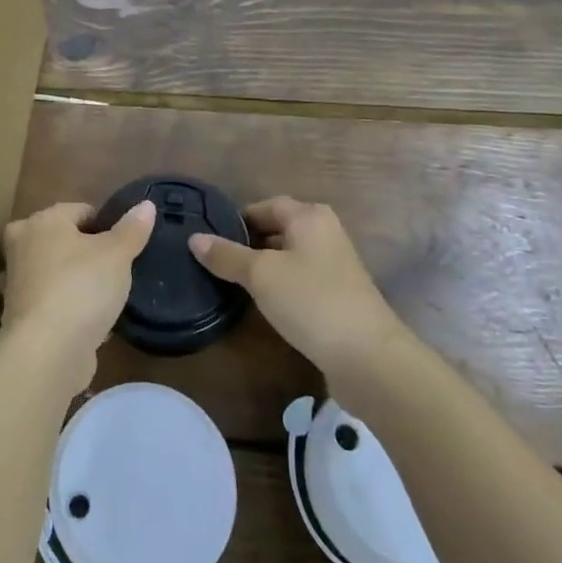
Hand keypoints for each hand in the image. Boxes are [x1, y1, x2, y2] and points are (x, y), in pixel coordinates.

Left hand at [0, 200, 155, 389]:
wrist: (46, 352)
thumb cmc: (82, 288)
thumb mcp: (117, 254)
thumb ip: (132, 229)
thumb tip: (146, 205)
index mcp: (42, 221)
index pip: (79, 210)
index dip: (105, 225)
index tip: (124, 246)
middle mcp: (21, 245)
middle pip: (61, 239)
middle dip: (84, 251)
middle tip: (113, 269)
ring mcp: (15, 282)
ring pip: (53, 271)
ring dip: (73, 280)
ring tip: (103, 297)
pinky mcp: (18, 316)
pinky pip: (50, 302)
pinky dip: (66, 308)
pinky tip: (89, 322)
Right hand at [189, 197, 404, 375]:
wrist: (368, 357)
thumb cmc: (310, 301)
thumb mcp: (260, 275)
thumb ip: (226, 255)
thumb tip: (194, 238)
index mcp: (309, 216)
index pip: (264, 206)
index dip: (236, 219)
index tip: (209, 239)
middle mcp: (325, 232)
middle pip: (278, 228)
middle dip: (248, 243)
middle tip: (216, 261)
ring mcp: (335, 265)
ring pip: (289, 256)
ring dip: (264, 267)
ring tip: (233, 283)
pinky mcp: (338, 295)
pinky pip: (301, 280)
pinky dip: (281, 286)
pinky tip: (264, 304)